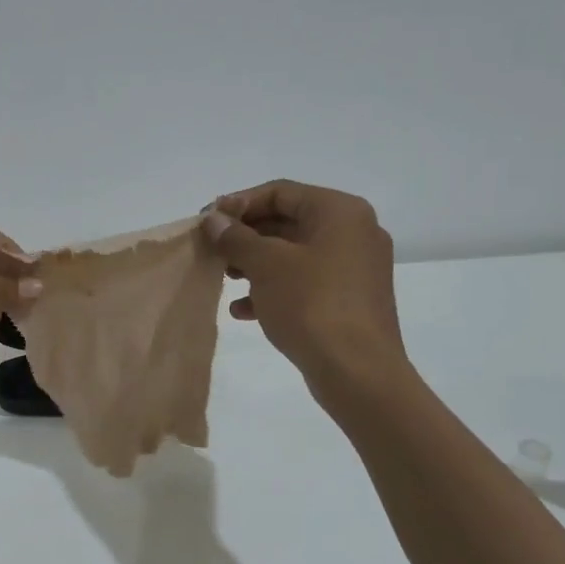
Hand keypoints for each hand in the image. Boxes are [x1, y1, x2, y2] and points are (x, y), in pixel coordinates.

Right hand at [202, 180, 407, 405]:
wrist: (357, 371)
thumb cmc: (311, 304)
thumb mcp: (266, 265)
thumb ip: (236, 237)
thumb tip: (214, 219)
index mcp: (340, 212)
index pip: (280, 192)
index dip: (239, 203)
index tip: (207, 222)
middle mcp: (353, 232)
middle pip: (287, 221)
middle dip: (245, 236)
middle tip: (212, 250)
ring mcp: (354, 268)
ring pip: (293, 254)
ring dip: (255, 263)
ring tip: (224, 279)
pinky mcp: (349, 299)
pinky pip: (304, 282)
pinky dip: (274, 288)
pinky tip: (244, 310)